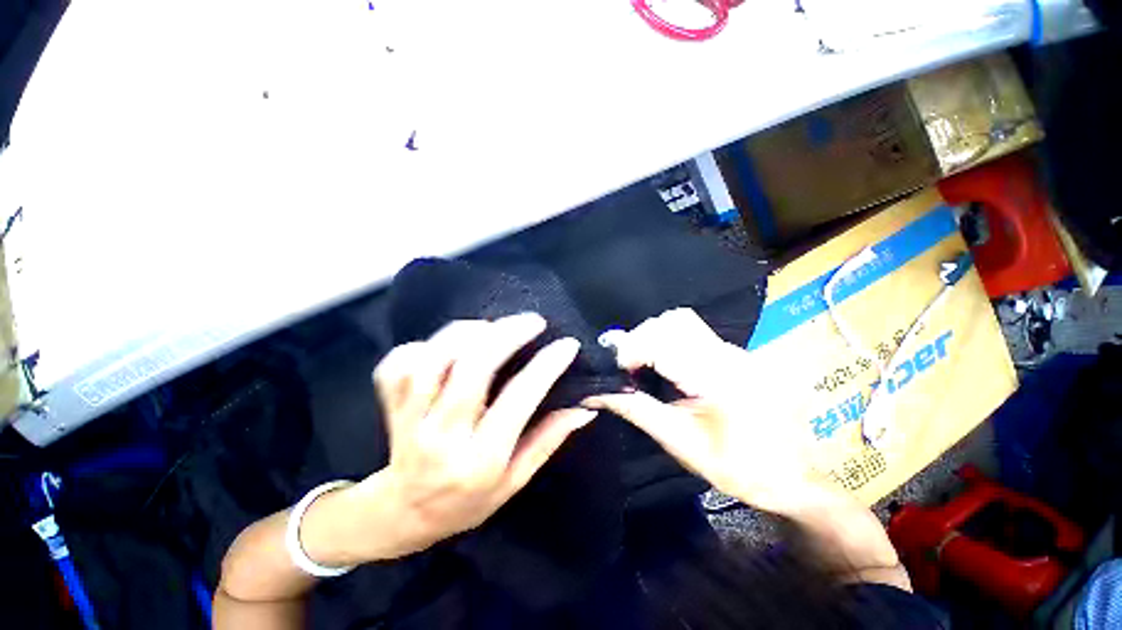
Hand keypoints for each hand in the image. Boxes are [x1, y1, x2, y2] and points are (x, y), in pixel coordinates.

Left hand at [302, 313, 596, 565]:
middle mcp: (442, 435)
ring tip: (493, 326)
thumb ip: (548, 440)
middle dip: (507, 335)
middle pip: (472, 369)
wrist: (401, 516)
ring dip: (468, 333)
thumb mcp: (515, 481)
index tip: (567, 344)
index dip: (545, 367)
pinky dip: (424, 345)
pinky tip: (447, 344)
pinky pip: (399, 363)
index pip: (517, 401)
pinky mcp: (390, 406)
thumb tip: (584, 408)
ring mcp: (409, 419)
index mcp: (479, 459)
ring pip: (433, 359)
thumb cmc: (466, 502)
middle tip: (533, 321)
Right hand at [584, 308, 829, 514]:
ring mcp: (736, 349)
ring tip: (644, 365)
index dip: (630, 349)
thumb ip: (636, 410)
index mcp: (718, 378)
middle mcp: (729, 353)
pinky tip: (666, 366)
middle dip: (641, 338)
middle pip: (673, 321)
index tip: (615, 371)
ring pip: (683, 321)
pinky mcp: (737, 352)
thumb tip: (596, 393)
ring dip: (655, 337)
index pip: (663, 341)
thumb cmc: (737, 467)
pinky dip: (670, 341)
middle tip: (628, 368)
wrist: (795, 476)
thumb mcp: (680, 442)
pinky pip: (694, 333)